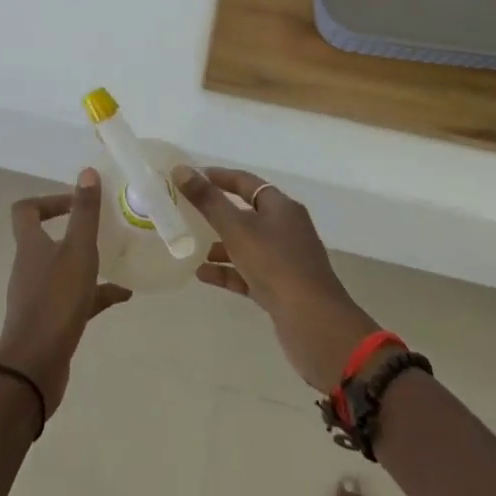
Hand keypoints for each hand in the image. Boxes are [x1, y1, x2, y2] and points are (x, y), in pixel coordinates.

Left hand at [0, 169, 132, 416]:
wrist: (33, 369)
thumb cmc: (55, 302)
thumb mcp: (77, 252)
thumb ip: (85, 214)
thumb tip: (87, 173)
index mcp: (31, 245)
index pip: (26, 210)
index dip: (48, 200)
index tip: (76, 202)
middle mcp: (31, 266)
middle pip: (47, 239)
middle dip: (75, 231)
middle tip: (104, 227)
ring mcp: (39, 295)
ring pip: (65, 269)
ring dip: (88, 262)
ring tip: (120, 257)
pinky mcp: (51, 321)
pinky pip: (76, 299)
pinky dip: (97, 294)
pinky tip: (124, 295)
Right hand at [176, 165, 381, 390]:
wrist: (315, 325)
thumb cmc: (276, 265)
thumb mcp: (237, 229)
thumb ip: (208, 201)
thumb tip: (181, 170)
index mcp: (281, 207)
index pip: (245, 182)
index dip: (218, 177)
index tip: (189, 178)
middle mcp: (285, 228)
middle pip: (246, 212)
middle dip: (216, 212)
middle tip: (185, 211)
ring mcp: (284, 260)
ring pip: (246, 244)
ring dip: (220, 244)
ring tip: (189, 245)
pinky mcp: (281, 288)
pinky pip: (248, 272)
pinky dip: (227, 271)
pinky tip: (202, 274)